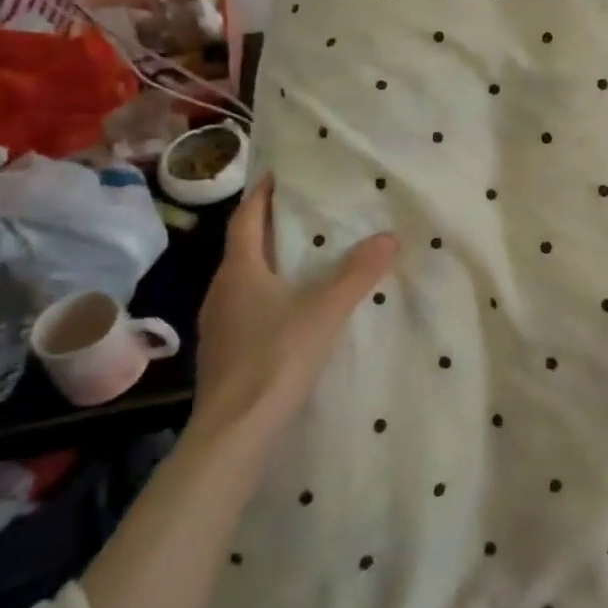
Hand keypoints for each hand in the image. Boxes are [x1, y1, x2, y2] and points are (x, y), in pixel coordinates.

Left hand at [191, 174, 397, 436]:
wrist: (235, 432)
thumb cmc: (277, 357)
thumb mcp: (326, 310)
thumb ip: (358, 273)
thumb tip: (389, 236)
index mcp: (239, 271)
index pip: (246, 219)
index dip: (260, 194)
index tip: (278, 175)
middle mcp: (221, 291)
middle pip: (243, 248)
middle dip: (269, 227)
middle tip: (303, 213)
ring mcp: (218, 325)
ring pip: (243, 280)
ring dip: (268, 263)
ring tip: (302, 258)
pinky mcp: (224, 352)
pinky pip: (245, 308)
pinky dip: (266, 296)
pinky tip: (290, 310)